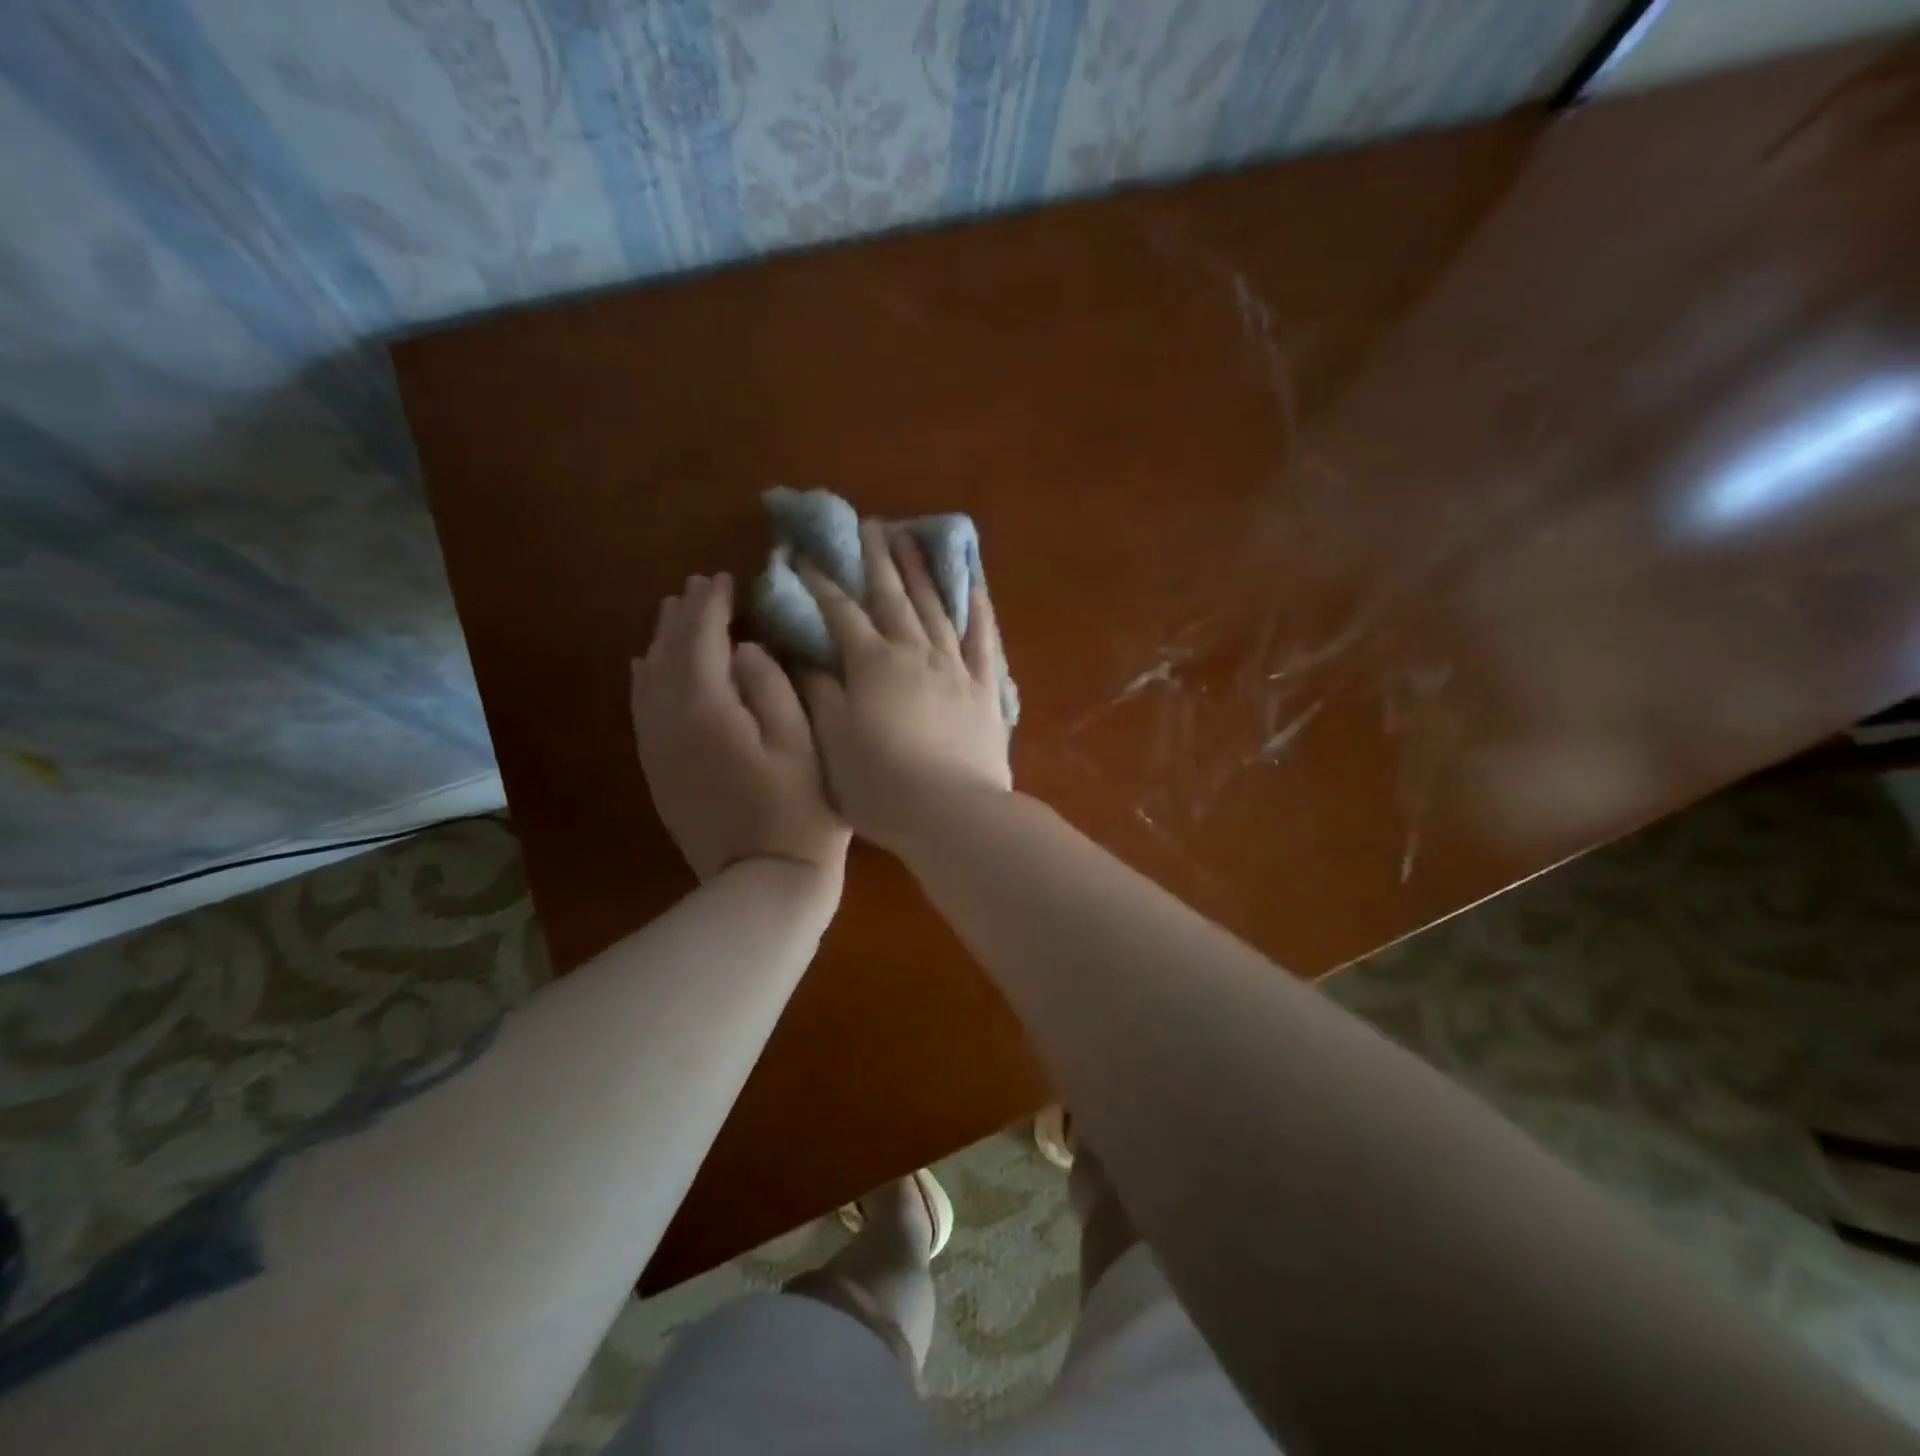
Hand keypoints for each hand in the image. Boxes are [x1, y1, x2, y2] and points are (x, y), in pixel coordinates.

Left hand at [632, 573, 849, 885]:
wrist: (764, 881)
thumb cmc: (799, 810)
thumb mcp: (801, 741)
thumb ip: (771, 686)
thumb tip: (744, 650)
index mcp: (707, 709)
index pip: (702, 640)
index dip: (712, 606)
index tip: (724, 578)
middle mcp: (669, 722)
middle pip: (668, 654)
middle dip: (683, 616)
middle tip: (698, 586)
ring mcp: (658, 750)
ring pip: (648, 680)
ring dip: (661, 642)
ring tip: (673, 613)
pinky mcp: (659, 771)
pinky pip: (642, 711)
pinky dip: (644, 680)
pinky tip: (646, 666)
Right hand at [798, 521, 1011, 854]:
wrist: (953, 813)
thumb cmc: (882, 785)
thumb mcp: (833, 743)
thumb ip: (819, 694)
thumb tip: (805, 657)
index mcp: (873, 665)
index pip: (841, 613)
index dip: (820, 583)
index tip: (803, 555)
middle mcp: (916, 653)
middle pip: (893, 597)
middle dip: (877, 560)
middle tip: (869, 525)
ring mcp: (956, 668)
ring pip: (937, 608)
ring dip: (922, 572)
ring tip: (912, 539)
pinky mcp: (986, 690)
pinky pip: (984, 640)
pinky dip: (978, 609)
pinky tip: (974, 586)